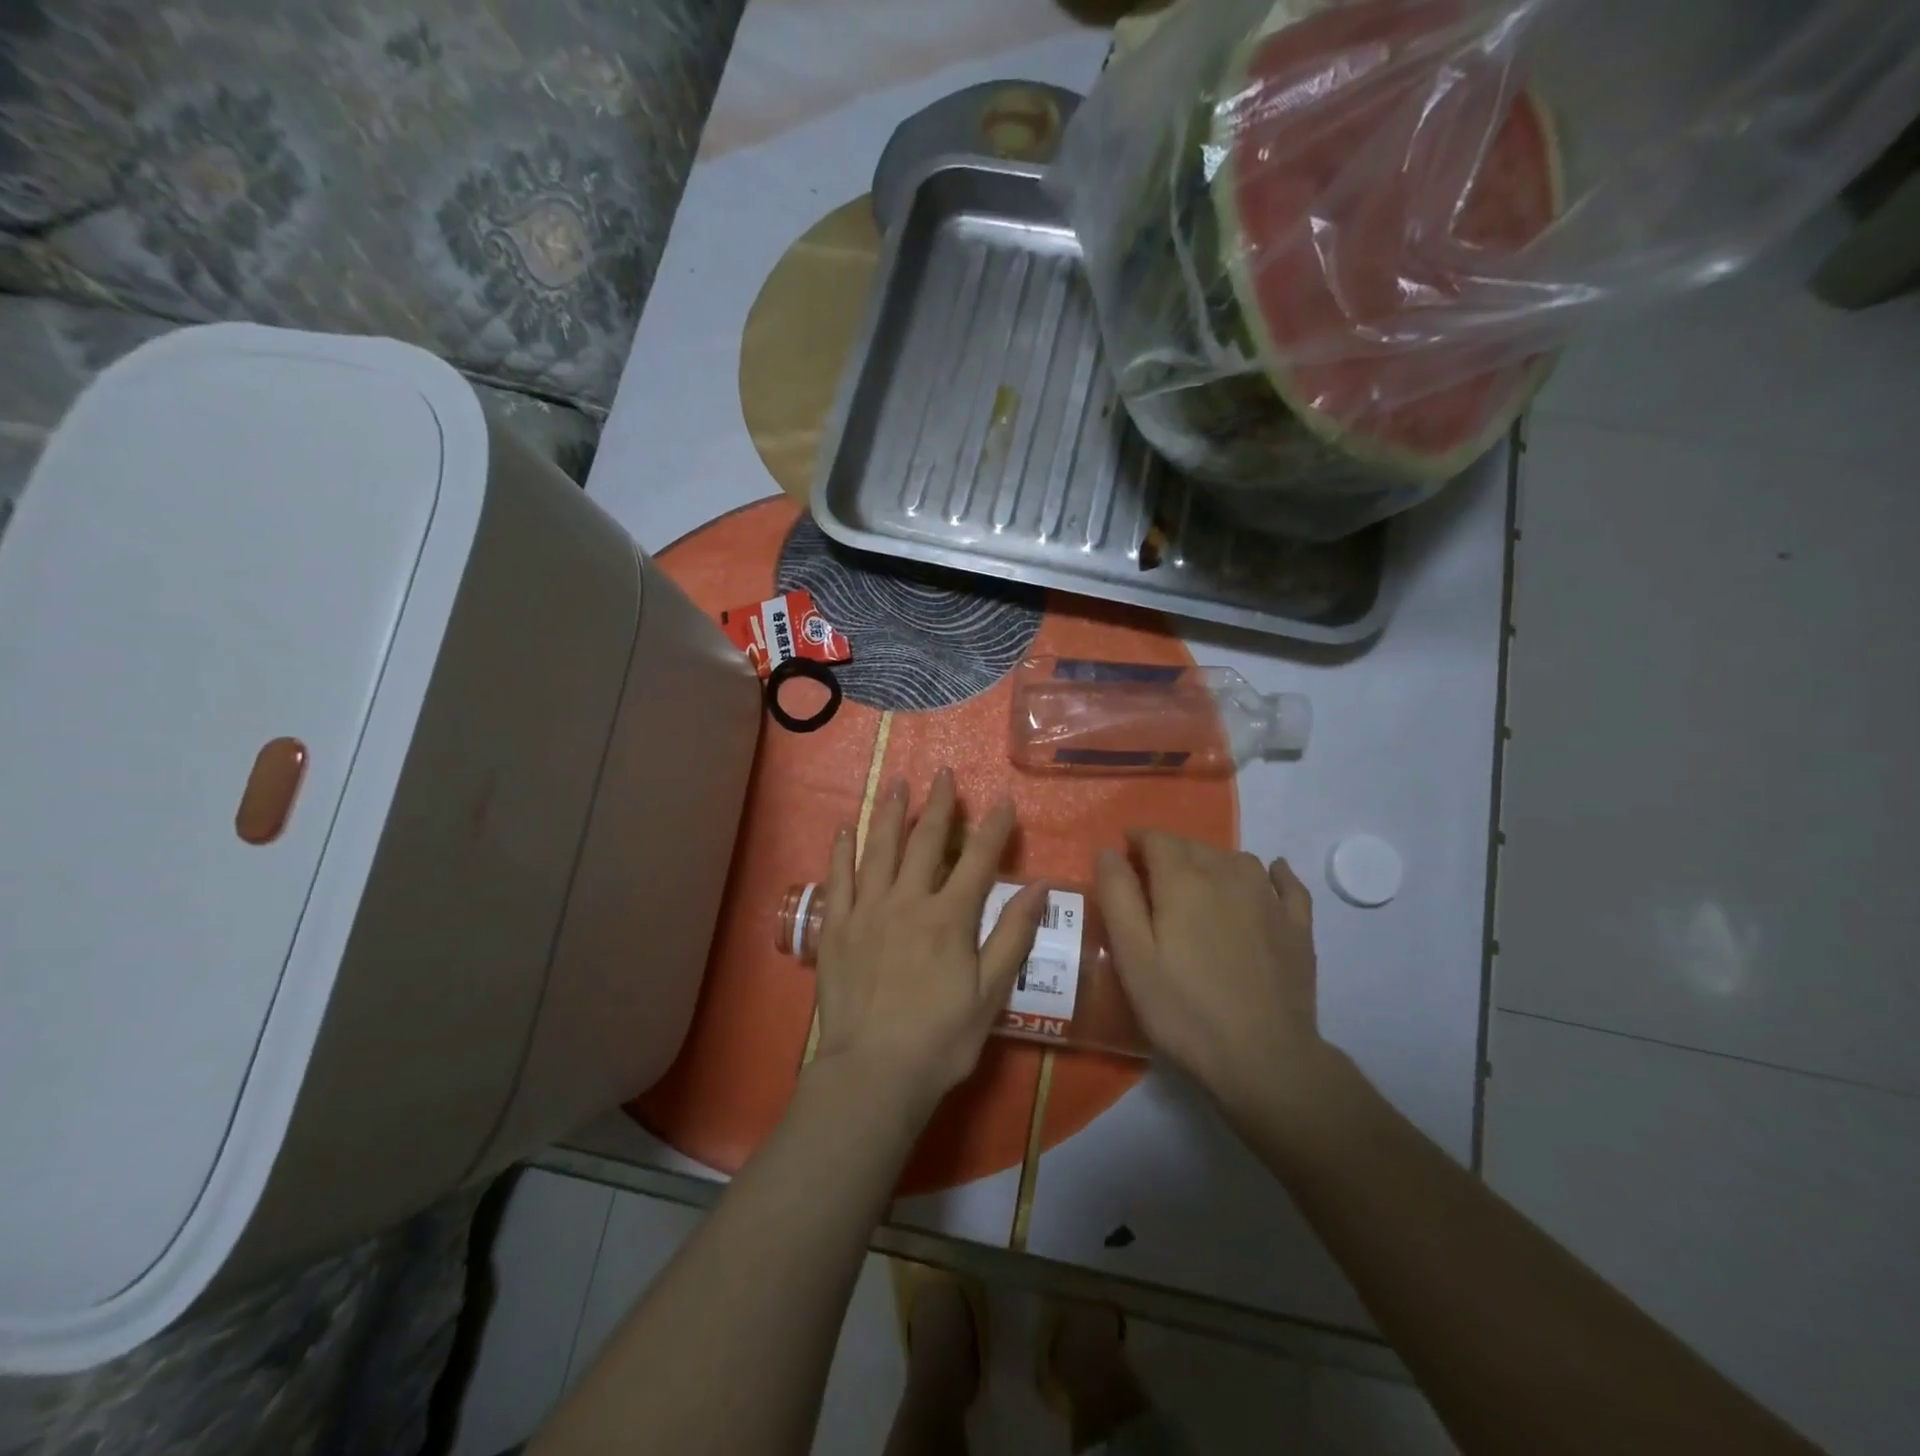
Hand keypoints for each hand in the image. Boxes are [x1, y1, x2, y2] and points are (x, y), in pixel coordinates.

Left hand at [811, 768, 1046, 1122]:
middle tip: (943, 774)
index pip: (977, 861)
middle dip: (938, 806)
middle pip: (926, 843)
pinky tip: (847, 827)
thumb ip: (1013, 936)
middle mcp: (908, 902)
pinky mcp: (836, 927)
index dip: (992, 828)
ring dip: (891, 813)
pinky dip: (842, 850)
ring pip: (880, 849)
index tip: (1001, 800)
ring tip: (897, 783)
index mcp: (949, 918)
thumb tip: (1039, 887)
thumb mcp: (990, 994)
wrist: (873, 1073)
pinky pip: (838, 878)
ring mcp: (867, 911)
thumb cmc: (940, 1039)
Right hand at [1096, 833, 1329, 1113]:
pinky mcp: (1298, 926)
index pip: (1157, 839)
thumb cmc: (1184, 1008)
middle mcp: (1227, 875)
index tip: (1123, 855)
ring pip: (1236, 859)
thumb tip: (1109, 850)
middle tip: (1152, 879)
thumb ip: (1118, 896)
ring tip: (1198, 885)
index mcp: (1183, 880)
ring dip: (1212, 861)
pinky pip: (1287, 883)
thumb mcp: (1132, 955)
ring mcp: (1268, 899)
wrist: (1264, 1057)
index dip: (1137, 841)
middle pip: (1194, 846)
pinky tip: (1271, 874)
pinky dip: (1275, 872)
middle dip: (1169, 852)